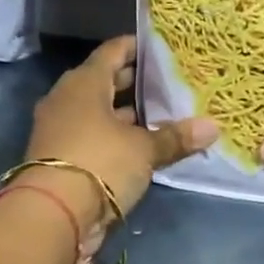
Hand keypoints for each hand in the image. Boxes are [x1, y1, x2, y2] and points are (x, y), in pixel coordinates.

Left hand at [21, 36, 217, 225]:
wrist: (51, 216)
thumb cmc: (99, 163)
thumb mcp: (144, 150)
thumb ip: (175, 137)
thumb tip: (213, 127)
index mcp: (84, 83)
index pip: (112, 51)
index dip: (136, 47)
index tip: (161, 48)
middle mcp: (67, 98)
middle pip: (104, 81)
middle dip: (134, 82)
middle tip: (168, 82)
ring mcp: (59, 128)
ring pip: (97, 111)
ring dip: (124, 113)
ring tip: (161, 114)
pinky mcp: (58, 156)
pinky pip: (91, 135)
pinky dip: (113, 136)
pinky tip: (140, 144)